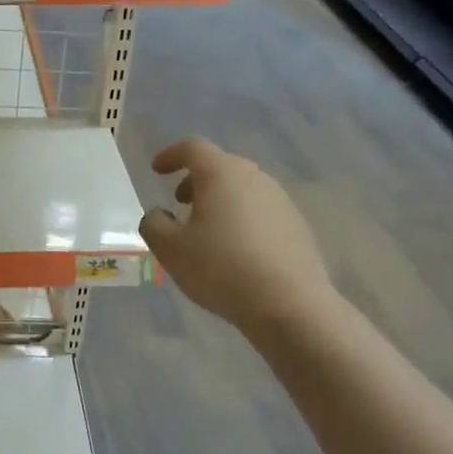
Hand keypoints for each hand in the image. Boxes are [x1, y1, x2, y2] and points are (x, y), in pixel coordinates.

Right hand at [139, 137, 333, 331]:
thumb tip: (160, 214)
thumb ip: (154, 224)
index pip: (192, 148)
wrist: (291, 305)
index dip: (171, 155)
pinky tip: (237, 250)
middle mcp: (254, 178)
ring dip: (221, 199)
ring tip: (207, 229)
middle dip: (196, 179)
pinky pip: (262, 210)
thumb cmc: (222, 268)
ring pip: (243, 188)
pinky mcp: (298, 226)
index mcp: (221, 174)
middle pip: (220, 165)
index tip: (157, 170)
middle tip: (180, 201)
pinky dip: (243, 218)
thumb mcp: (170, 249)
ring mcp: (280, 201)